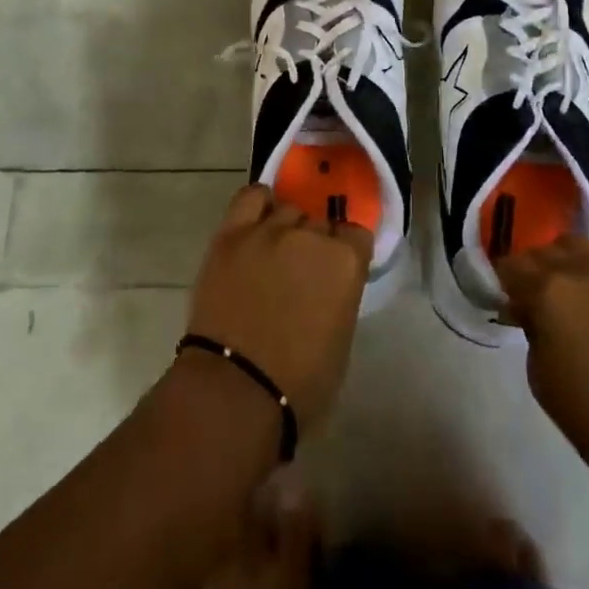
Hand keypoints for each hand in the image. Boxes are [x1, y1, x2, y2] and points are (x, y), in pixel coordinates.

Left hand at [185, 185, 372, 433]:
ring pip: (288, 210)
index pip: (356, 235)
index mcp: (345, 262)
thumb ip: (340, 295)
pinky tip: (258, 222)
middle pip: (320, 223)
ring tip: (274, 256)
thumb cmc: (299, 384)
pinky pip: (250, 197)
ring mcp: (269, 230)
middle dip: (316, 245)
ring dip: (287, 230)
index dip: (347, 253)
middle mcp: (311, 236)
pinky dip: (258, 205)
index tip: (337, 272)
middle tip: (302, 274)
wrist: (234, 391)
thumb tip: (329, 283)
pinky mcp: (232, 233)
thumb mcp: (341, 339)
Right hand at [498, 230, 588, 493]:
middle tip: (534, 296)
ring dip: (565, 258)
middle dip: (532, 269)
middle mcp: (578, 269)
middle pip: (542, 250)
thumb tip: (529, 311)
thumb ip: (531, 331)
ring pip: (577, 243)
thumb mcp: (540, 378)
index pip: (510, 265)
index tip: (505, 297)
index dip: (503, 280)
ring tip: (569, 283)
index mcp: (546, 293)